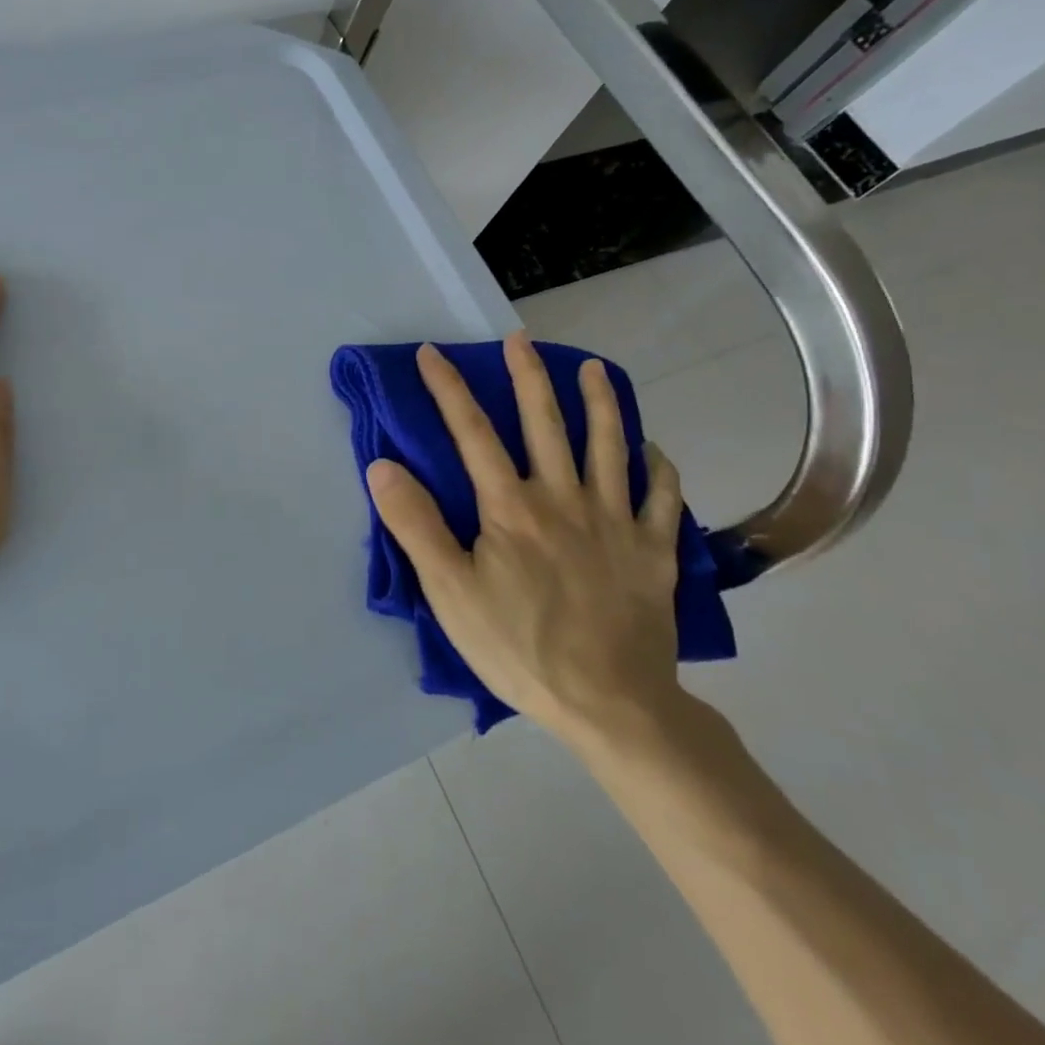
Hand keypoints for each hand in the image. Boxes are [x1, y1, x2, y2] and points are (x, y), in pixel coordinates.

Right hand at [366, 333, 684, 744]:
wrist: (611, 704)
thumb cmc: (519, 647)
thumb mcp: (449, 592)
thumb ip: (416, 525)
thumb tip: (382, 465)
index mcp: (511, 507)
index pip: (472, 433)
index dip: (450, 388)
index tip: (433, 353)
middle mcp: (565, 499)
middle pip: (546, 423)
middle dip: (529, 376)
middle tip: (520, 339)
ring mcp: (616, 522)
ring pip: (610, 447)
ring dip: (601, 403)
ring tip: (595, 369)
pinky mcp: (653, 552)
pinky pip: (661, 498)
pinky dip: (658, 468)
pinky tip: (652, 449)